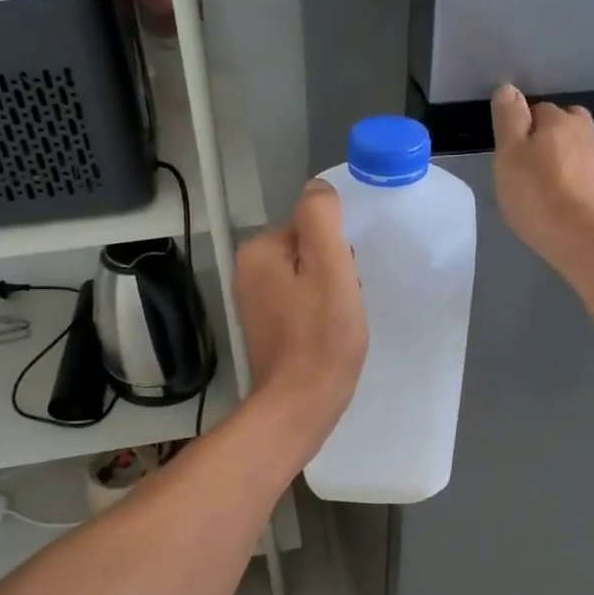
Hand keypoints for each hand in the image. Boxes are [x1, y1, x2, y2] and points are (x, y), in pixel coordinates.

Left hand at [234, 179, 368, 451]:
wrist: (300, 405)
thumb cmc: (321, 336)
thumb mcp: (330, 266)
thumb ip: (321, 218)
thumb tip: (317, 189)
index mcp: (259, 251)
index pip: (311, 227)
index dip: (338, 251)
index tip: (345, 281)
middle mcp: (248, 272)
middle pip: (309, 252)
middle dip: (334, 272)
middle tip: (344, 303)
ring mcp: (255, 303)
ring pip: (308, 280)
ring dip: (330, 294)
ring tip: (339, 322)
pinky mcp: (267, 329)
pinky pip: (302, 305)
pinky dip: (319, 315)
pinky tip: (329, 335)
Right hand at [490, 84, 593, 271]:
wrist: (583, 238)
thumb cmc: (538, 194)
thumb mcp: (509, 154)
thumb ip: (509, 119)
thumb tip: (509, 89)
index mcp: (561, 120)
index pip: (538, 109)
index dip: (522, 127)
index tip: (510, 152)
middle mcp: (586, 134)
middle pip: (564, 125)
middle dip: (548, 137)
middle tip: (527, 165)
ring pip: (576, 151)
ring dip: (562, 161)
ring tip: (542, 187)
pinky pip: (584, 177)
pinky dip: (573, 183)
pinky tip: (560, 203)